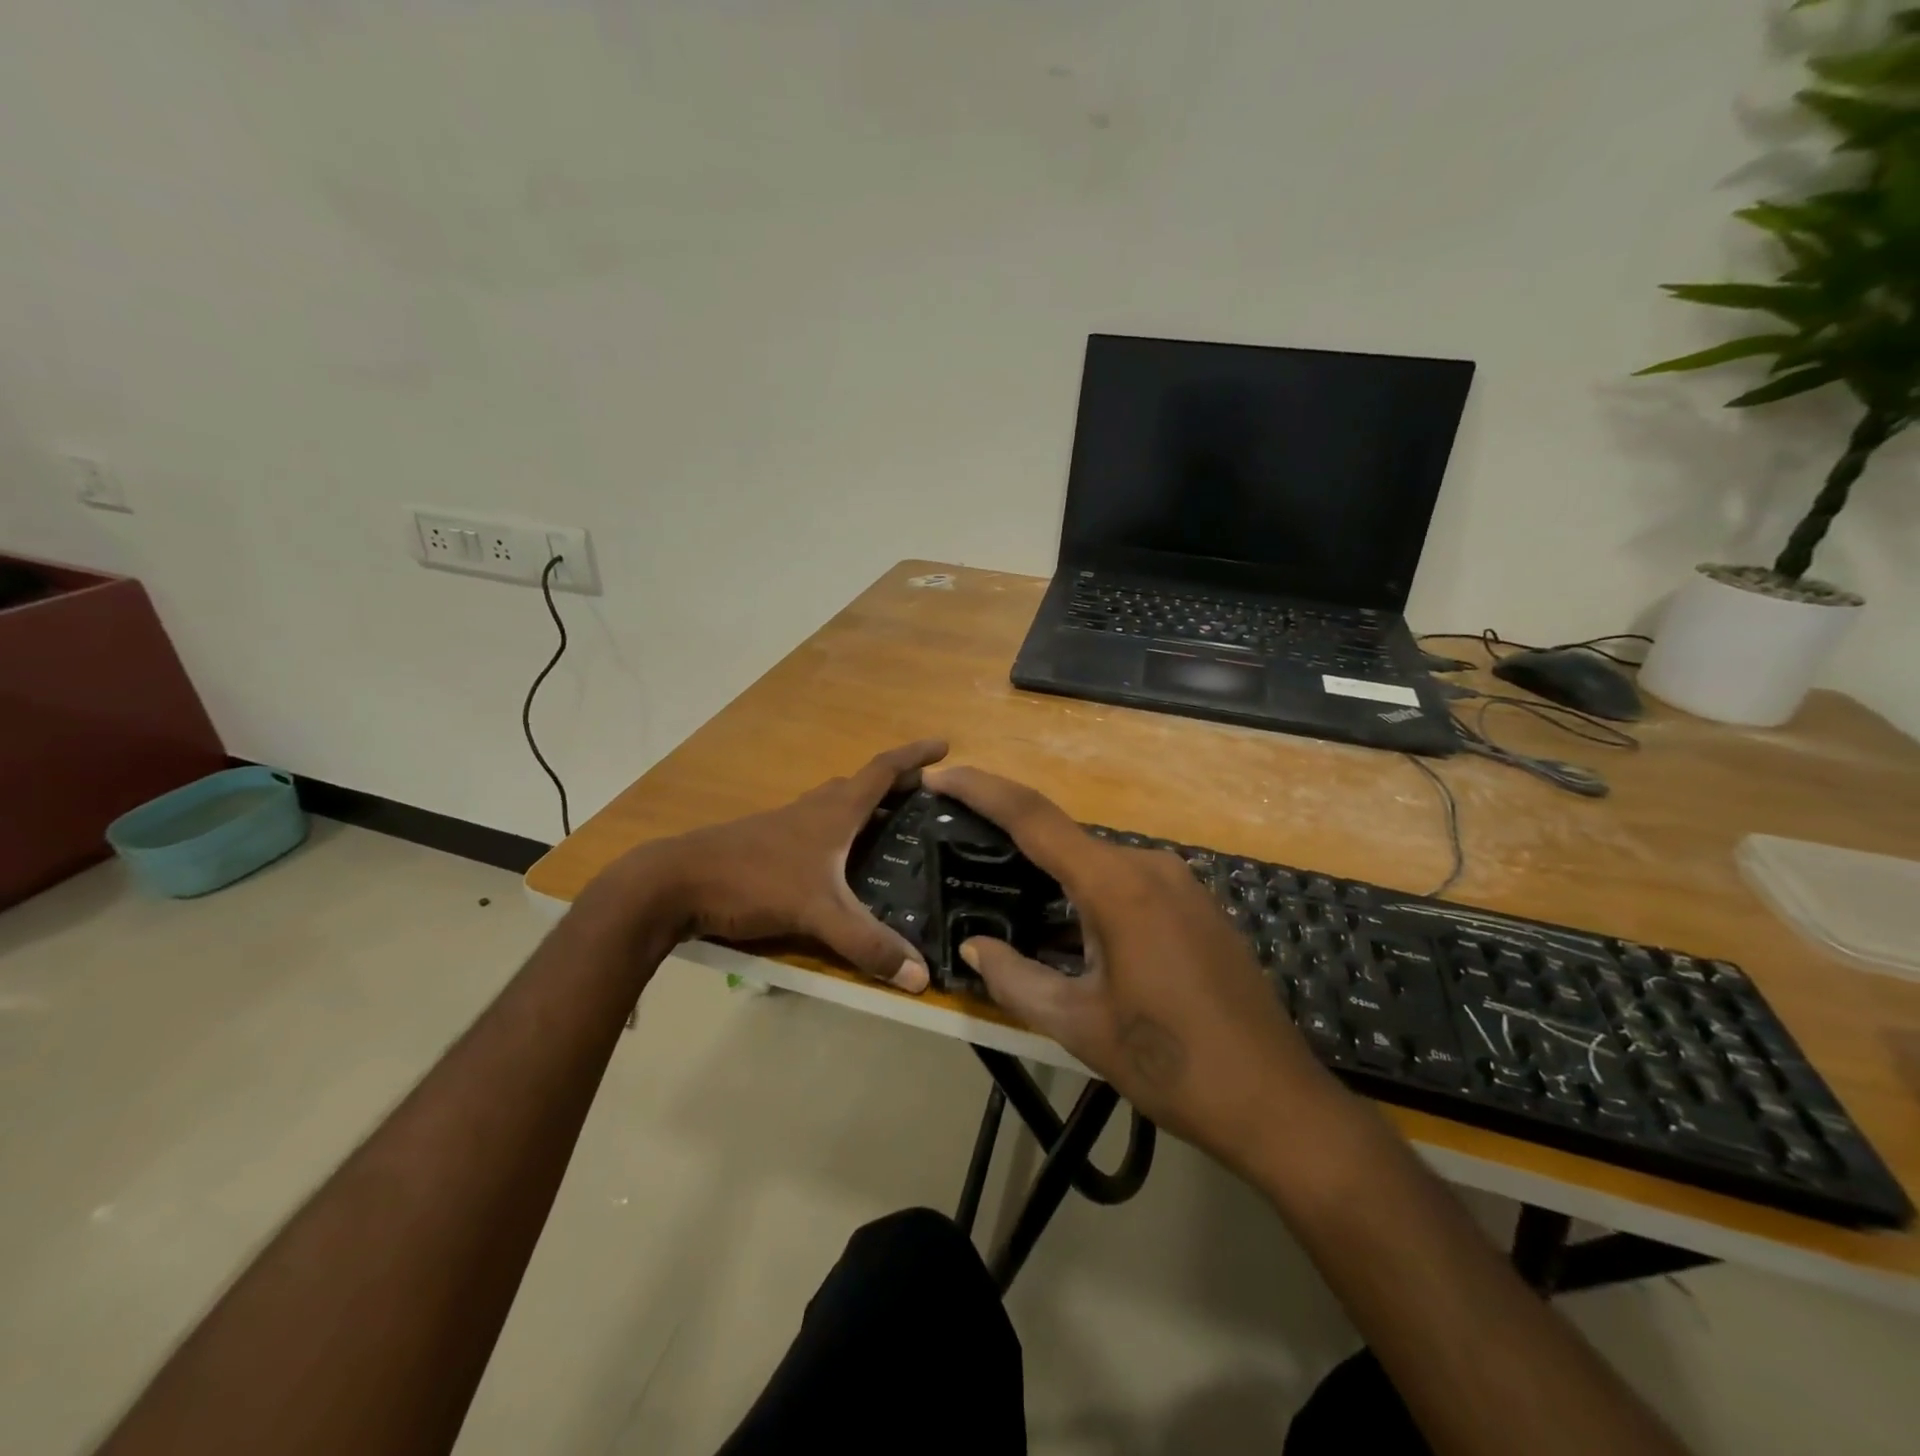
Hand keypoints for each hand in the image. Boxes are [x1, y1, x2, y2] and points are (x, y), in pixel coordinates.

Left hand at [607, 740, 948, 991]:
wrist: (675, 882)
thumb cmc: (753, 881)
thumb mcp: (817, 913)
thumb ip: (867, 943)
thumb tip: (921, 978)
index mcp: (834, 811)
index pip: (883, 771)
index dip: (915, 756)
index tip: (944, 745)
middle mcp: (813, 809)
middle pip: (862, 785)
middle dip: (896, 784)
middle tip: (925, 797)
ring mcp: (785, 824)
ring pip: (835, 805)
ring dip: (865, 806)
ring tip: (889, 826)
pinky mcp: (766, 843)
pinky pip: (816, 826)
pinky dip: (839, 830)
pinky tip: (838, 861)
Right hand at [926, 766, 1345, 1169]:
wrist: (1276, 1103)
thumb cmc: (1170, 1064)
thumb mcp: (1078, 1025)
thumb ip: (1015, 979)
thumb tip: (973, 949)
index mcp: (1117, 886)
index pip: (1034, 818)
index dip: (982, 790)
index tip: (941, 774)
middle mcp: (1150, 867)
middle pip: (1066, 841)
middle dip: (1015, 845)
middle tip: (969, 857)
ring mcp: (1182, 885)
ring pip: (1099, 866)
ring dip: (1055, 880)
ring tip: (1014, 905)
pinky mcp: (1198, 907)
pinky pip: (1130, 886)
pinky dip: (1091, 898)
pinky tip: (1073, 936)